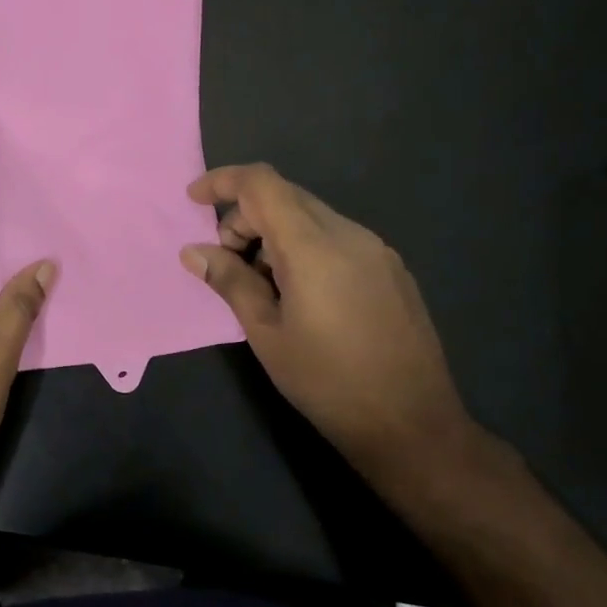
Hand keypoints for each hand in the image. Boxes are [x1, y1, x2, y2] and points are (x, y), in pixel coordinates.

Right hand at [180, 163, 479, 480]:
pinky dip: (304, 248)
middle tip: (227, 263)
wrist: (412, 425)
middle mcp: (349, 235)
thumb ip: (230, 282)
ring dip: (274, 235)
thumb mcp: (266, 333)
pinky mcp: (391, 269)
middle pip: (285, 197)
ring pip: (311, 217)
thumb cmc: (327, 381)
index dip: (222, 181)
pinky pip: (336, 238)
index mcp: (313, 247)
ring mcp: (376, 250)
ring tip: (264, 288)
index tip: (194, 200)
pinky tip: (302, 296)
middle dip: (245, 218)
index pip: (262, 184)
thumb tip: (194, 252)